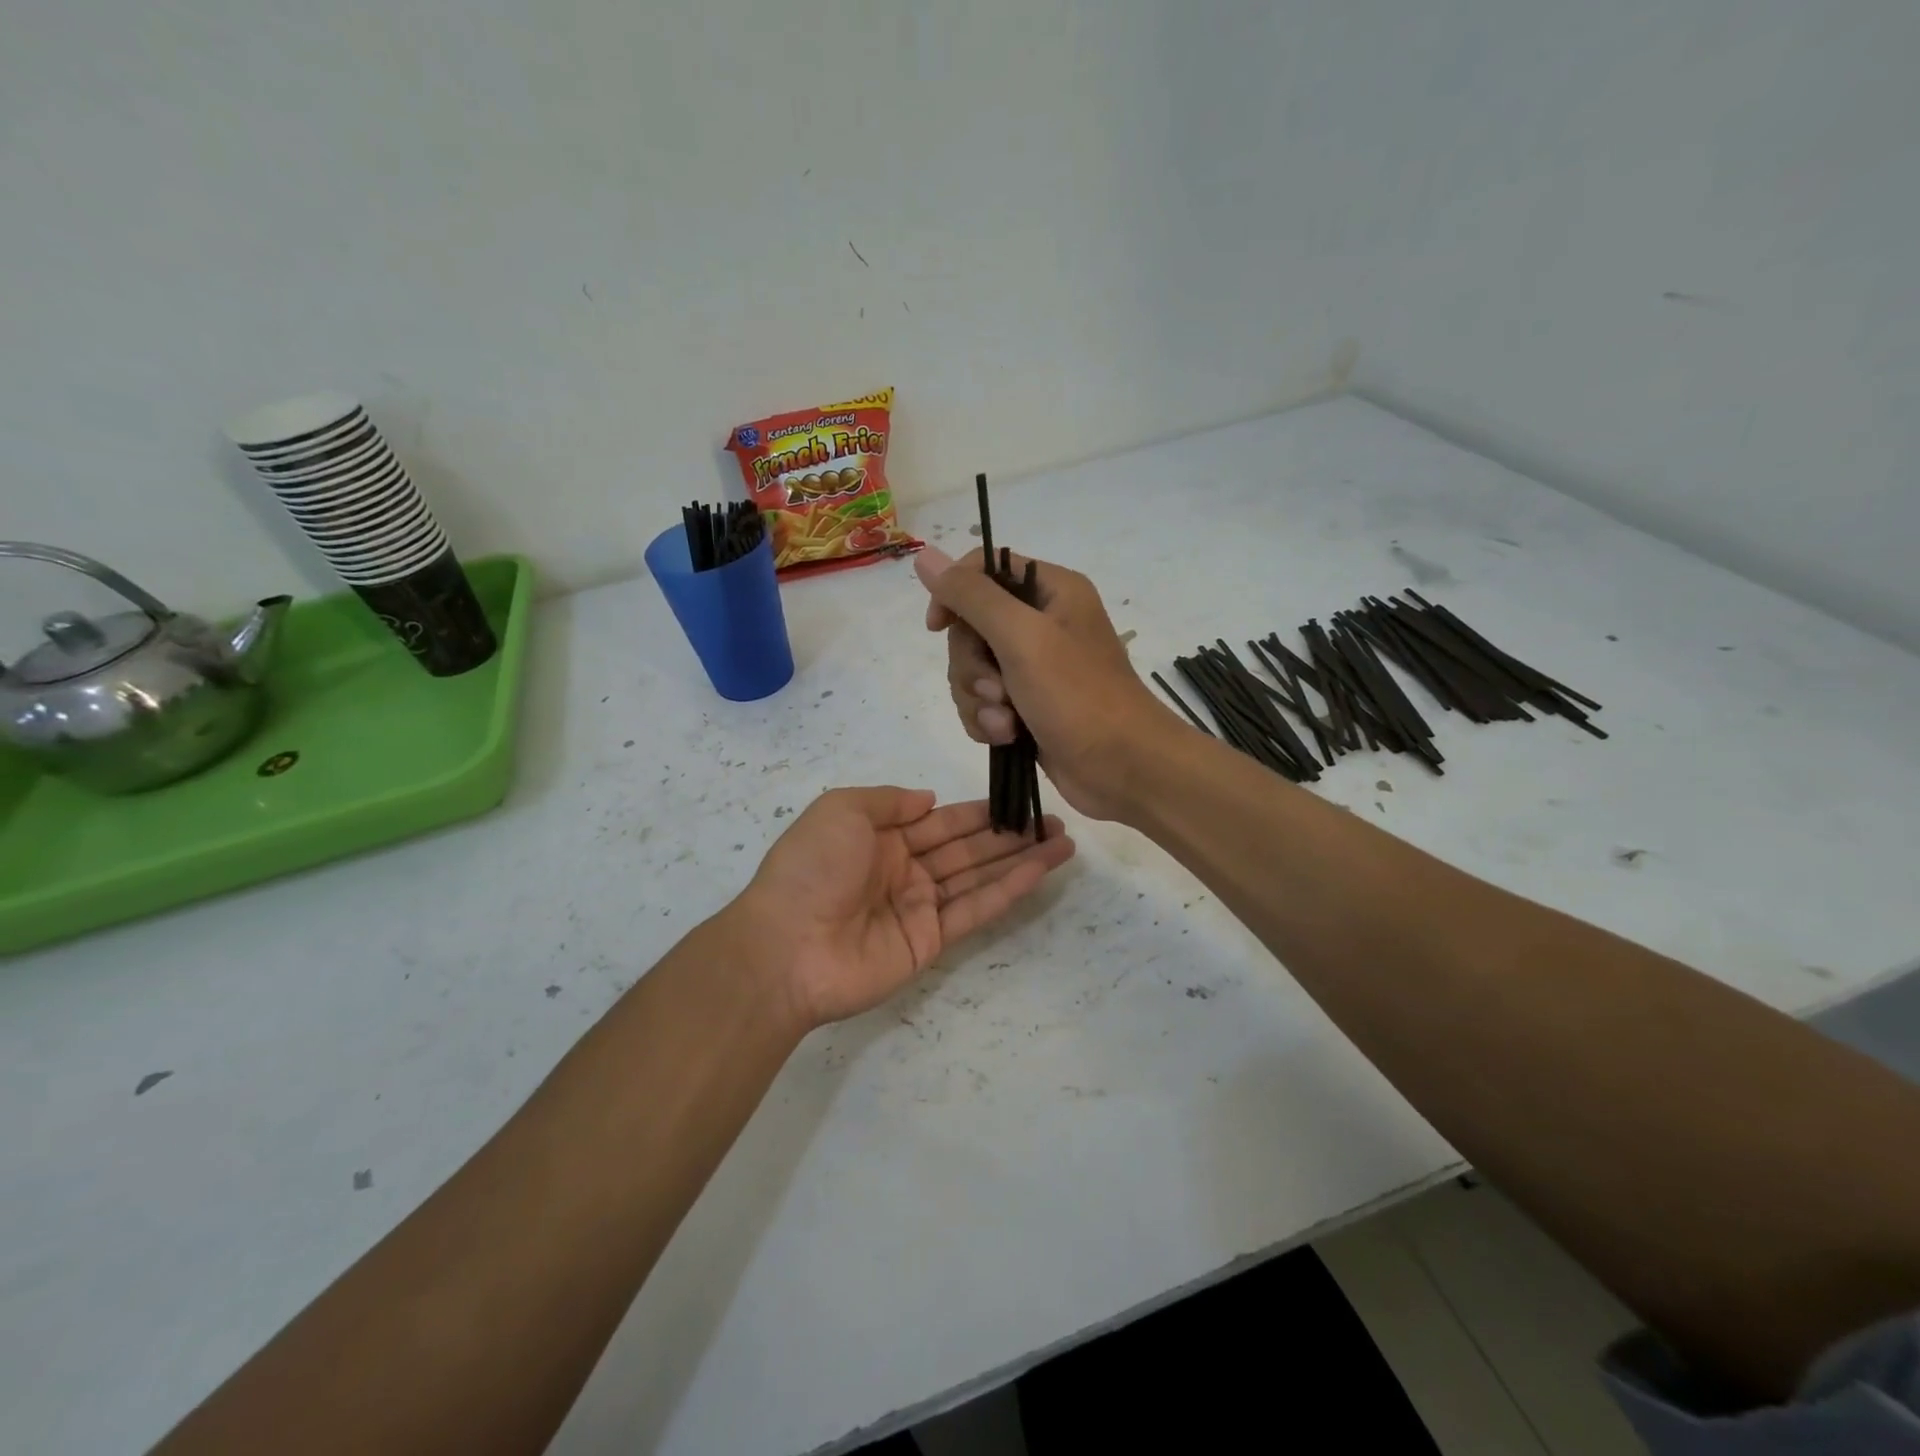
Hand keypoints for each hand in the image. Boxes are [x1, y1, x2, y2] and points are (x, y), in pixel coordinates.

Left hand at [738, 787, 1074, 1028]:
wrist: (786, 946)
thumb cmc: (812, 867)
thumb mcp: (841, 810)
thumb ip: (888, 801)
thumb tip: (929, 799)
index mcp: (880, 838)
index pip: (940, 820)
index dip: (978, 810)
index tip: (1016, 798)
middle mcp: (904, 870)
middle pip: (967, 847)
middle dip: (1009, 834)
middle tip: (1052, 820)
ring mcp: (919, 907)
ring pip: (979, 876)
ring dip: (1020, 860)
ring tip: (1062, 842)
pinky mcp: (931, 941)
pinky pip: (975, 909)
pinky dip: (1009, 890)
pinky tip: (1040, 871)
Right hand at [915, 546, 1179, 820]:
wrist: (1123, 768)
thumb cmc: (1079, 696)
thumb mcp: (1022, 637)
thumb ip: (972, 597)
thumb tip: (925, 557)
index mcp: (1051, 591)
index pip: (984, 570)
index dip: (954, 594)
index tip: (938, 627)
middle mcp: (1042, 623)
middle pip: (971, 627)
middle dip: (972, 665)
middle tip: (997, 689)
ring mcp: (1034, 668)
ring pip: (972, 670)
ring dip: (979, 699)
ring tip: (1006, 722)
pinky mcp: (1027, 707)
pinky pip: (983, 703)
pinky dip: (987, 721)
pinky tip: (1006, 737)